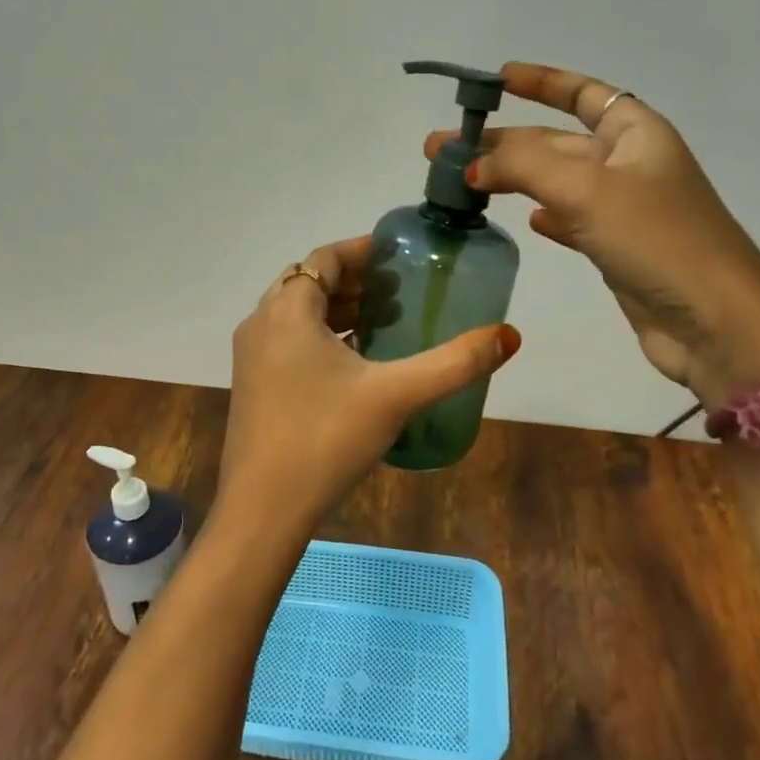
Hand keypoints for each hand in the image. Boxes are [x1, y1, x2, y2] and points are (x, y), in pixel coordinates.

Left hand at [220, 236, 520, 537]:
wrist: (263, 508)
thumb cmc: (326, 438)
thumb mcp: (396, 395)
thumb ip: (454, 364)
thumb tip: (508, 336)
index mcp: (288, 311)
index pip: (325, 258)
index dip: (362, 251)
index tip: (397, 255)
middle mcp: (262, 323)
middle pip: (309, 283)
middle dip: (353, 281)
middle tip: (398, 289)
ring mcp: (251, 356)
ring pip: (297, 314)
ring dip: (336, 310)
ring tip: (383, 321)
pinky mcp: (251, 385)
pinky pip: (288, 341)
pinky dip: (319, 337)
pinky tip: (354, 363)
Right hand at [426, 62, 759, 407]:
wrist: (715, 324)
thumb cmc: (657, 239)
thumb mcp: (586, 189)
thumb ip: (522, 166)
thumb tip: (470, 164)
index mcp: (636, 132)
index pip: (583, 93)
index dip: (541, 82)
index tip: (497, 79)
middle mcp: (629, 164)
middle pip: (555, 142)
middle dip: (501, 142)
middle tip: (440, 150)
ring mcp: (623, 209)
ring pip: (555, 182)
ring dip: (511, 179)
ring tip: (461, 184)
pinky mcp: (617, 249)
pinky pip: (569, 220)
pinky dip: (544, 216)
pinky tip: (520, 220)